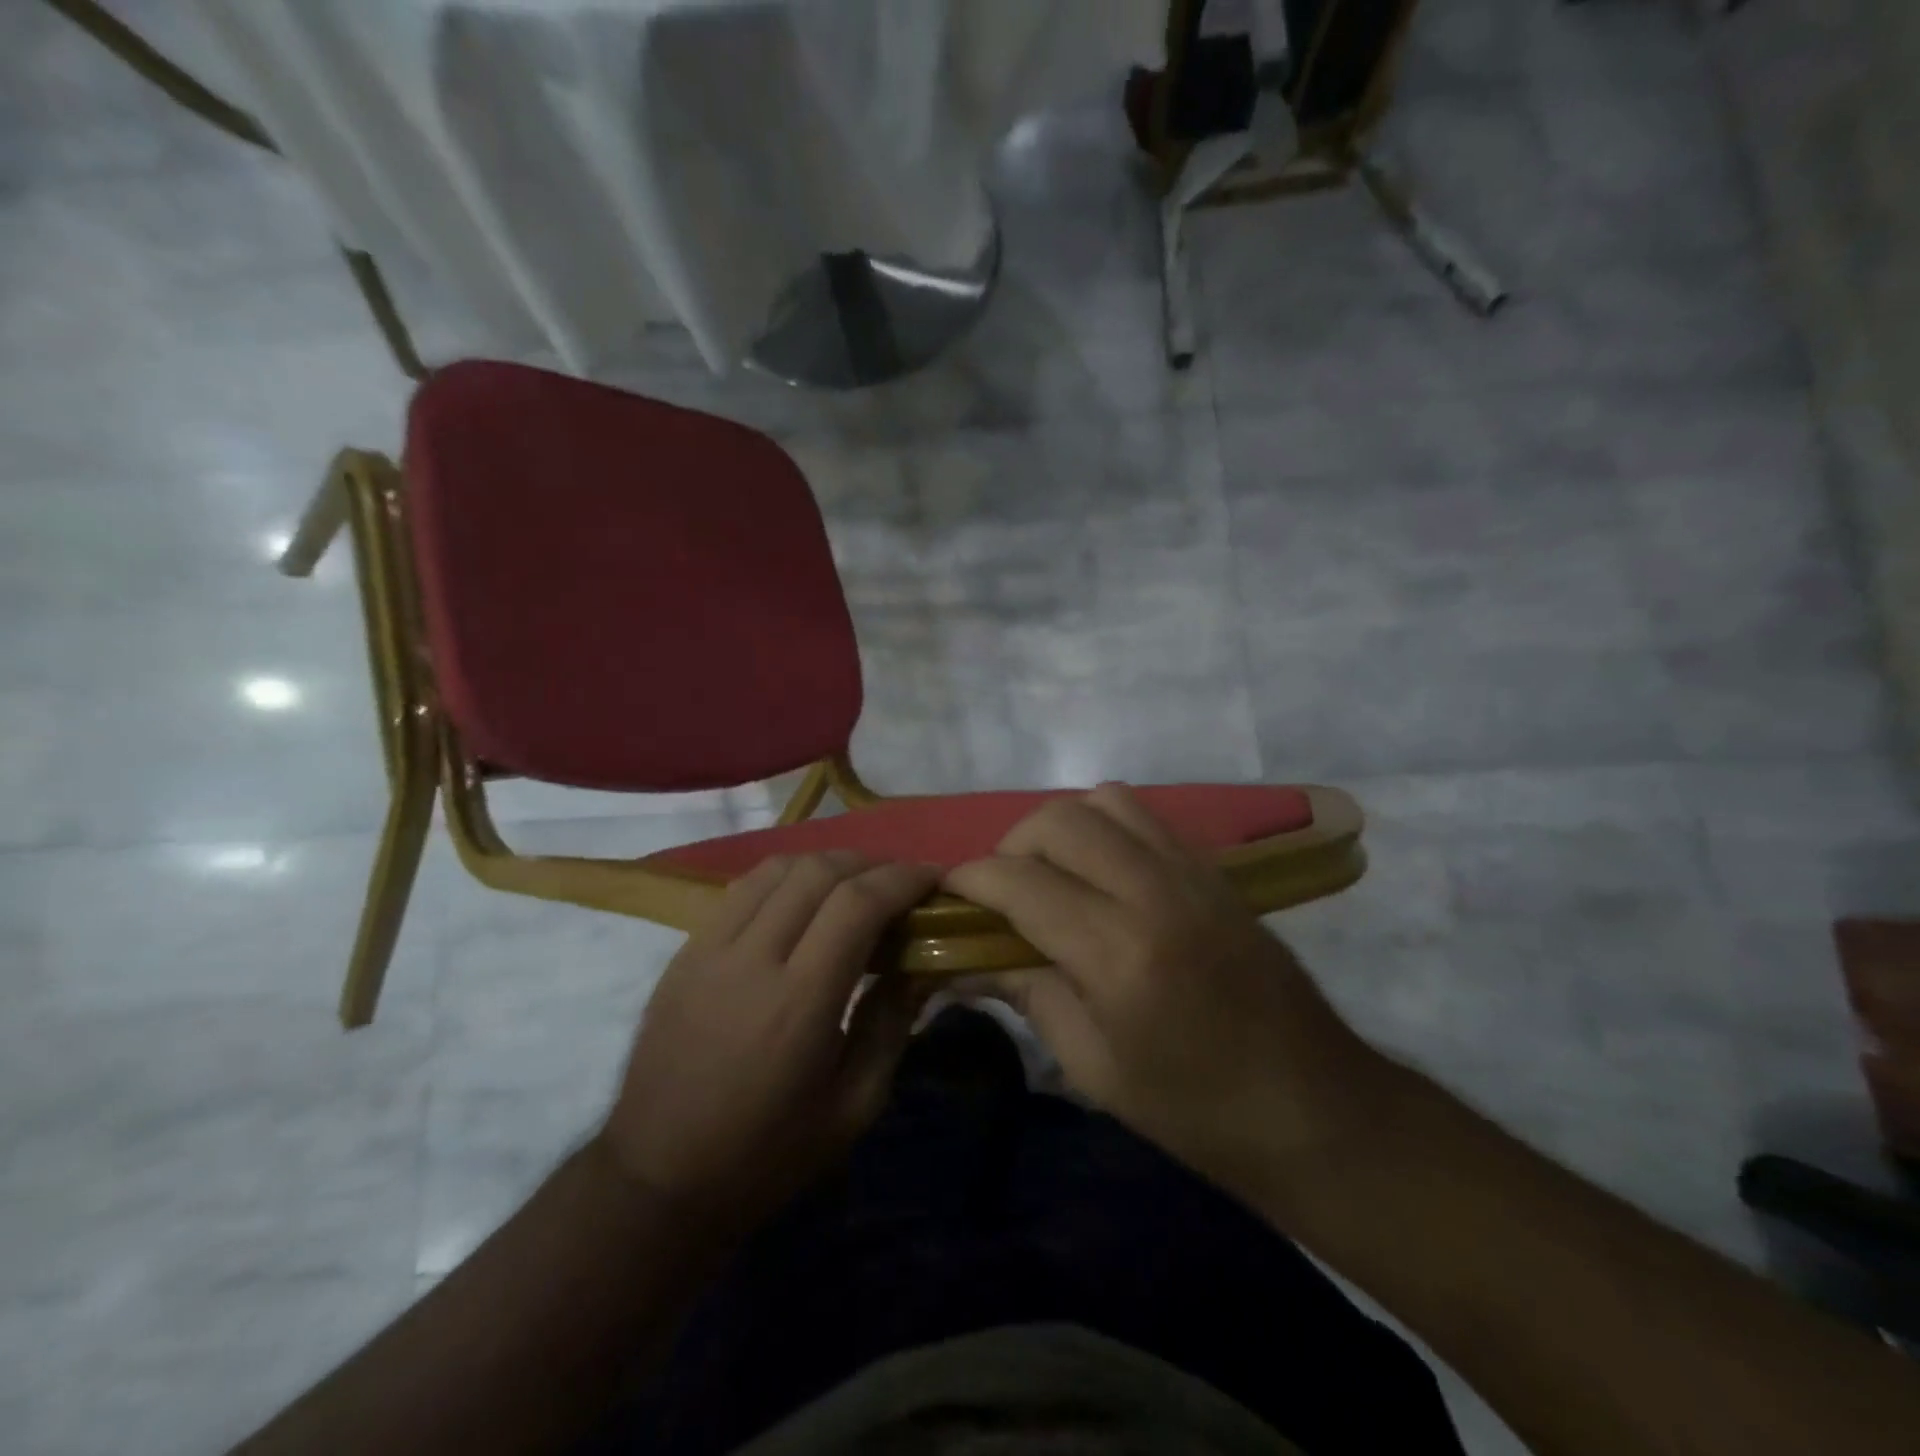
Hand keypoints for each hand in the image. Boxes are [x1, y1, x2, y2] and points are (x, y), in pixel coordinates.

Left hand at [599, 851, 938, 1231]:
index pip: (857, 904)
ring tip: (852, 883)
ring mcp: (709, 949)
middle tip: (898, 881)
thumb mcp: (852, 1107)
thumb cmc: (767, 1154)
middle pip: (818, 872)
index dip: (902, 878)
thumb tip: (920, 967)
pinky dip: (784, 879)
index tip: (932, 876)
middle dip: (869, 863)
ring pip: (776, 869)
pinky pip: (741, 889)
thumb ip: (891, 1025)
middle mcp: (752, 959)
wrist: (657, 1178)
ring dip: (825, 864)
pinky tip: (800, 900)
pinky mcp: (684, 952)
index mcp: (799, 1002)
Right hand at [946, 784, 1384, 1212]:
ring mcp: (1192, 872)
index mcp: (1119, 952)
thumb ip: (1025, 994)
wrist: (1314, 1107)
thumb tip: (961, 961)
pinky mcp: (1215, 870)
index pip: (1020, 882)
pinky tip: (1102, 875)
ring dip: (1062, 827)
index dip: (971, 880)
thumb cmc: (1195, 1109)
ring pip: (1104, 800)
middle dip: (1012, 845)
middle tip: (1003, 892)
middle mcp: (1155, 892)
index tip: (948, 894)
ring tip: (1053, 875)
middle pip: (1059, 821)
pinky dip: (1106, 828)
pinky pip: (1146, 817)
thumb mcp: (1093, 1066)